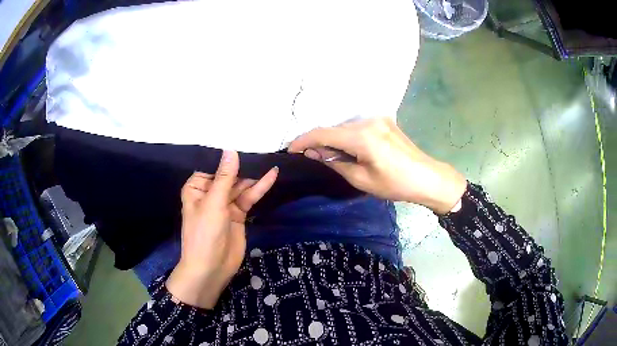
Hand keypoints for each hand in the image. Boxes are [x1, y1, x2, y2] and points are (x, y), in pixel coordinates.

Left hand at [166, 151, 277, 308]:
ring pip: (241, 185)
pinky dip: (259, 188)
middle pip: (229, 174)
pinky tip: (271, 176)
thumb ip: (225, 177)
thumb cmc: (205, 234)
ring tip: (269, 159)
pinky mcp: (238, 213)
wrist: (212, 268)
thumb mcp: (214, 203)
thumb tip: (231, 150)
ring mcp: (225, 203)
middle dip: (244, 164)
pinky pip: (249, 197)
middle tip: (262, 147)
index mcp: (197, 187)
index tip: (243, 137)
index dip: (227, 154)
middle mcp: (210, 192)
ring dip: (254, 175)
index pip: (212, 164)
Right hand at [288, 118, 465, 213]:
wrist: (427, 177)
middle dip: (319, 142)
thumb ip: (334, 163)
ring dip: (334, 139)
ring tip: (331, 156)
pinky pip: (357, 126)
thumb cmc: (395, 184)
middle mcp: (368, 121)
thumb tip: (313, 153)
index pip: (323, 133)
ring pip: (345, 127)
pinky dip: (348, 137)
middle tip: (311, 158)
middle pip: (334, 128)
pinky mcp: (384, 121)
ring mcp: (378, 118)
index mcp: (362, 136)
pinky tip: (349, 149)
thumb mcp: (361, 179)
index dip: (303, 141)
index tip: (291, 150)